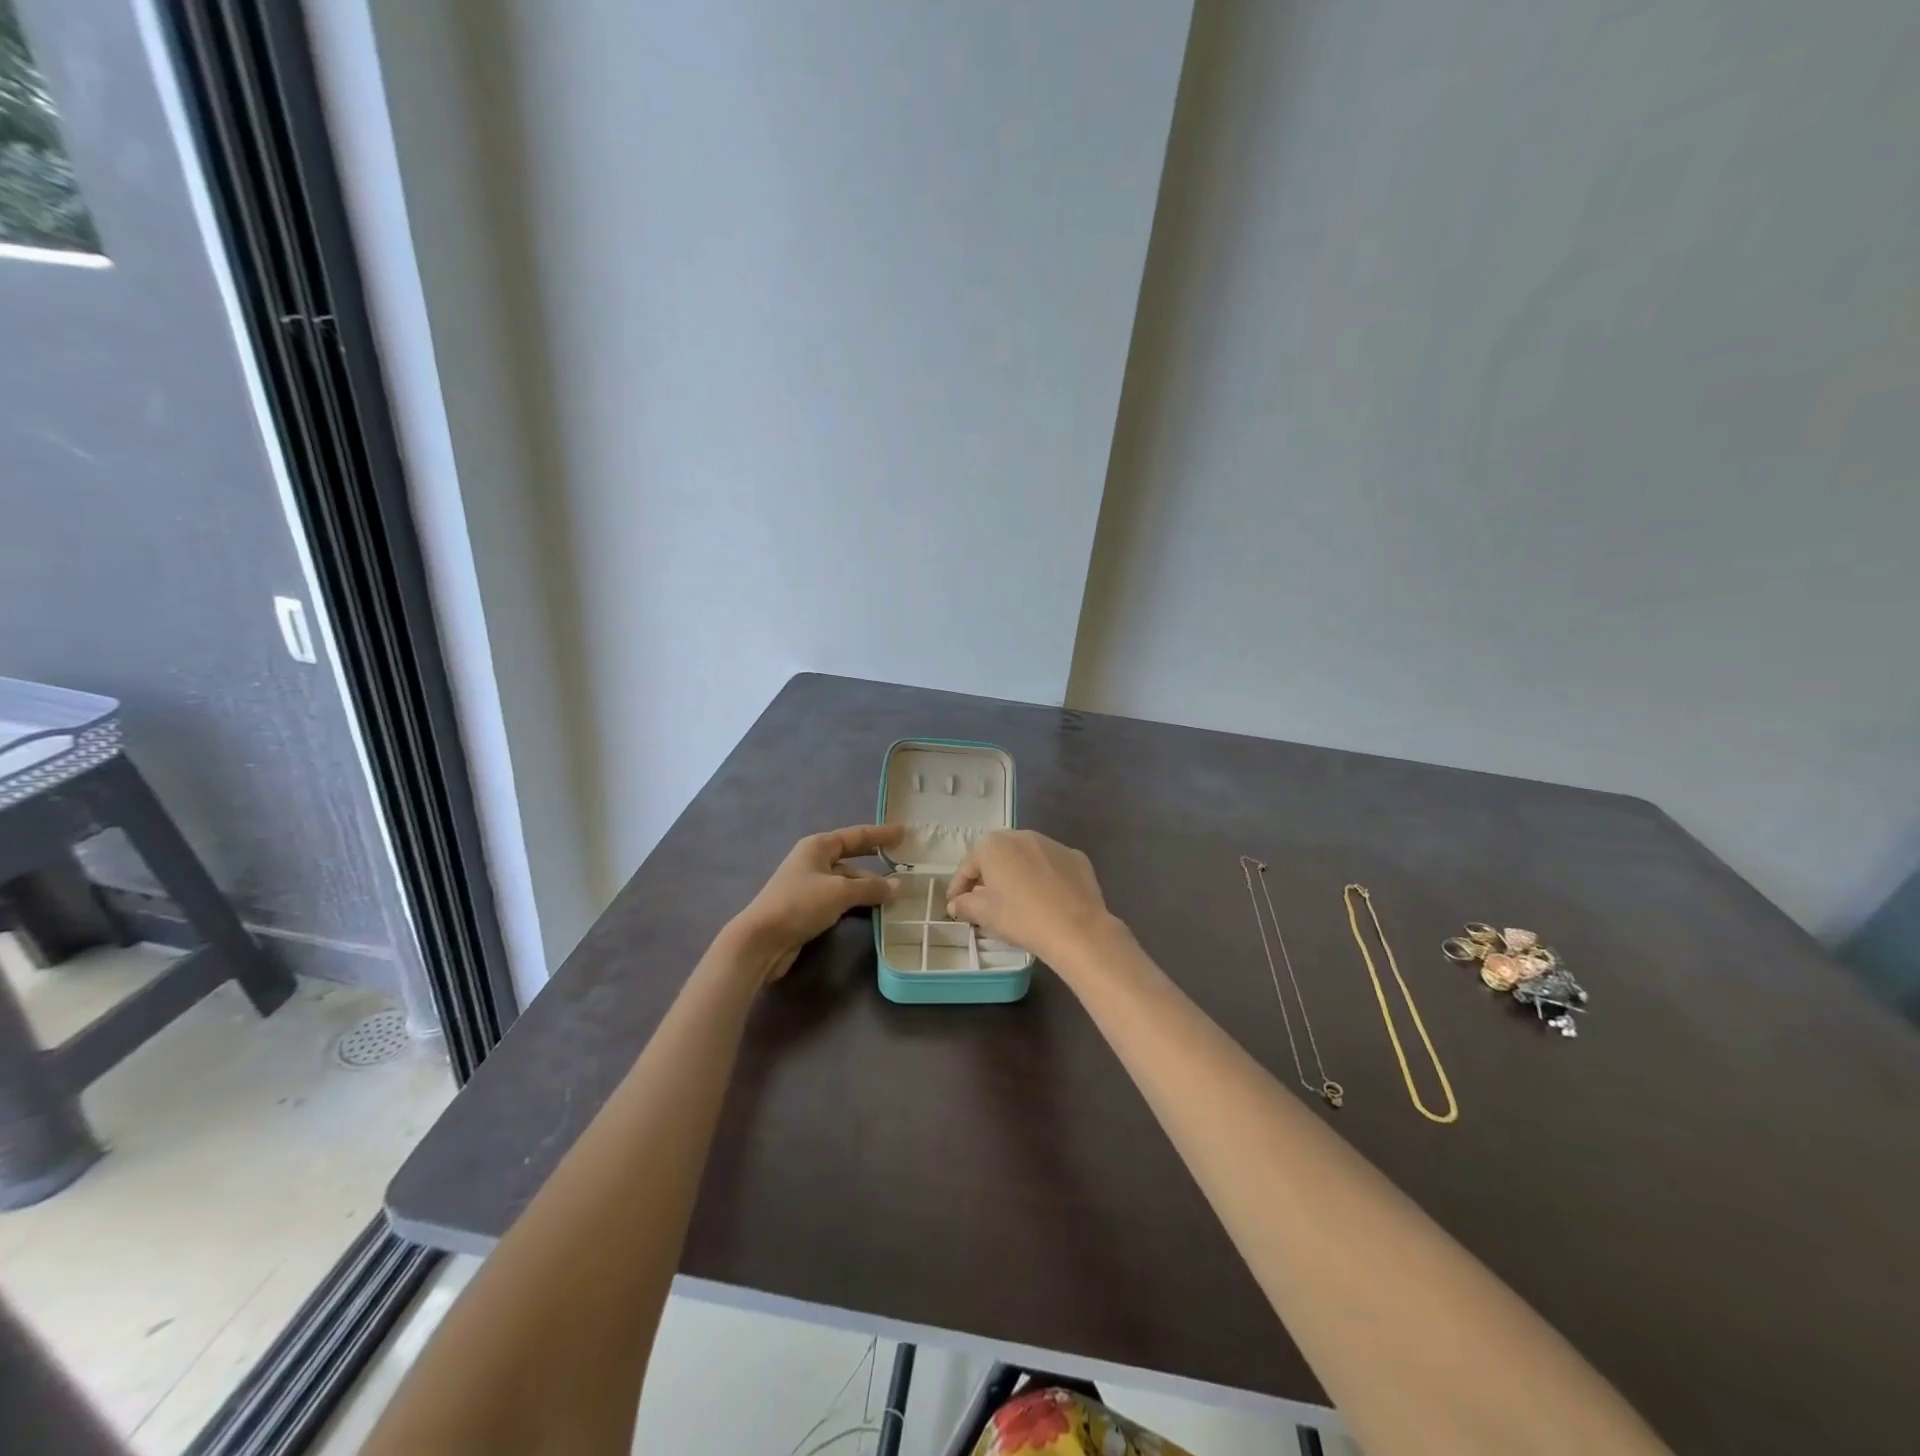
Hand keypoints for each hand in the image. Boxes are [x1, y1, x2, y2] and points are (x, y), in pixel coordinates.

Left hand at [729, 824, 902, 981]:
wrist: (762, 940)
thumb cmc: (800, 904)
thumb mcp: (840, 892)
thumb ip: (871, 888)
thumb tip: (897, 886)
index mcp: (818, 847)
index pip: (856, 836)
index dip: (881, 834)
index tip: (904, 833)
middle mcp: (814, 861)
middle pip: (852, 858)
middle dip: (876, 861)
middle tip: (903, 862)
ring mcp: (810, 886)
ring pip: (847, 882)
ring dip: (868, 887)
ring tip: (896, 893)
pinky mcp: (809, 908)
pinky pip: (840, 899)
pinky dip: (857, 902)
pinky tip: (874, 910)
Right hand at [944, 830, 1116, 967]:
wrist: (1077, 928)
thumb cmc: (1021, 918)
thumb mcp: (985, 914)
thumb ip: (964, 904)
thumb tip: (956, 904)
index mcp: (994, 845)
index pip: (968, 866)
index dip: (958, 887)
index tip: (955, 906)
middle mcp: (1022, 835)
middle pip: (997, 856)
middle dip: (988, 877)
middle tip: (983, 901)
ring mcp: (1052, 844)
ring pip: (1026, 858)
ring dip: (1017, 874)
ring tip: (1016, 899)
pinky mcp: (1076, 857)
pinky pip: (1052, 866)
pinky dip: (1044, 878)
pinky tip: (1046, 899)